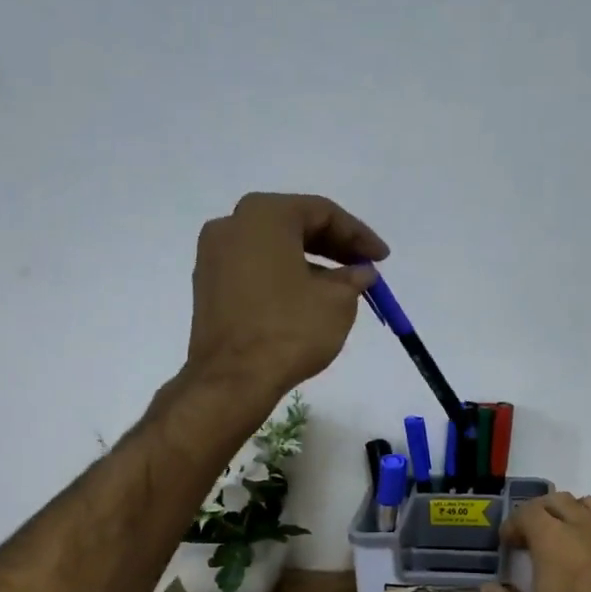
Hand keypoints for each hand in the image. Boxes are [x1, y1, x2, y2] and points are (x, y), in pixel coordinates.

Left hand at [187, 193, 388, 402]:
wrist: (233, 378)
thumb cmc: (290, 329)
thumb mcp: (338, 301)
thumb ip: (353, 278)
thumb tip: (360, 272)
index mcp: (264, 215)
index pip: (322, 212)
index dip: (359, 235)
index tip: (382, 257)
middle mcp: (232, 225)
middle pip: (295, 225)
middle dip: (334, 246)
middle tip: (364, 267)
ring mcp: (213, 255)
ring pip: (273, 248)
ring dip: (311, 262)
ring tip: (341, 287)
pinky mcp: (208, 285)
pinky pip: (255, 269)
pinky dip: (284, 276)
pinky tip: (308, 298)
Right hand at [481, 493, 590, 591]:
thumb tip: (491, 589)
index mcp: (554, 541)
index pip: (528, 511)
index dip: (513, 524)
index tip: (507, 546)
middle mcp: (587, 529)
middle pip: (559, 500)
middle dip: (540, 514)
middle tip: (530, 540)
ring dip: (573, 515)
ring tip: (565, 540)